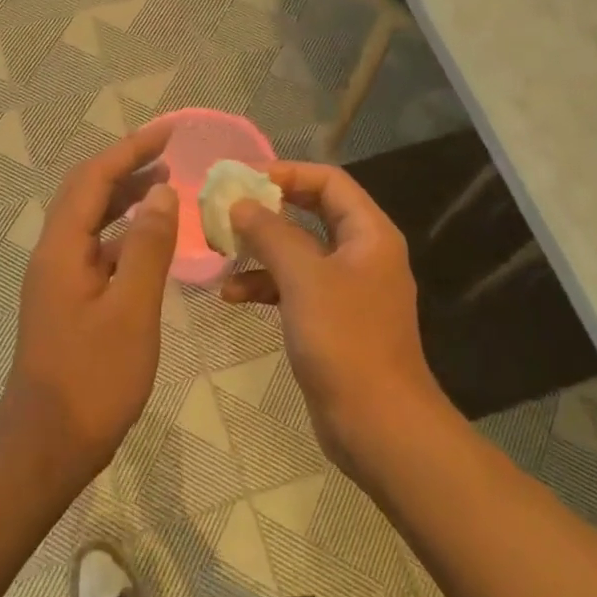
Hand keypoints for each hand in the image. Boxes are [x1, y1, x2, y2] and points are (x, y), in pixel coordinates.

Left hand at [0, 123, 178, 487]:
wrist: (46, 446)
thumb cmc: (92, 380)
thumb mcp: (131, 311)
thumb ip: (147, 248)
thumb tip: (161, 193)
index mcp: (62, 249)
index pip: (93, 179)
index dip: (129, 149)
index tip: (168, 132)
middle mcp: (54, 255)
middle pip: (87, 194)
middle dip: (126, 167)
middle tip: (170, 153)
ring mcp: (59, 280)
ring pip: (92, 223)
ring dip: (126, 200)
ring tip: (166, 187)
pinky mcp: (69, 303)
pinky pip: (98, 252)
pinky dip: (125, 237)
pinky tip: (153, 244)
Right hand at [222, 162, 453, 478]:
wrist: (377, 423)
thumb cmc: (344, 340)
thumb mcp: (303, 278)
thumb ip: (271, 234)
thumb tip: (241, 203)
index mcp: (369, 233)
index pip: (329, 181)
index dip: (287, 172)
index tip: (243, 178)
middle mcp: (362, 253)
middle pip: (312, 212)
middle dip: (269, 210)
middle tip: (226, 207)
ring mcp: (347, 288)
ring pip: (299, 251)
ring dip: (261, 249)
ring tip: (220, 250)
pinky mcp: (331, 318)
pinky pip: (295, 287)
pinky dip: (265, 285)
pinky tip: (231, 295)